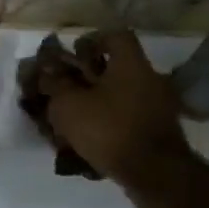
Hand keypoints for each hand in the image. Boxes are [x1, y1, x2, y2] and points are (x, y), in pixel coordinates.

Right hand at [40, 30, 192, 193]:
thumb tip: (49, 74)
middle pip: (117, 68)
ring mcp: (159, 105)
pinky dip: (112, 122)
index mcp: (131, 63)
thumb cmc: (109, 129)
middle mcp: (149, 78)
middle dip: (90, 77)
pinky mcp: (159, 130)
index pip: (115, 35)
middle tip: (67, 90)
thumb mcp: (69, 106)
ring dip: (100, 102)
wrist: (153, 172)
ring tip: (75, 119)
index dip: (92, 41)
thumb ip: (56, 86)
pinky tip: (94, 138)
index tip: (74, 56)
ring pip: (122, 95)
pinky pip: (130, 117)